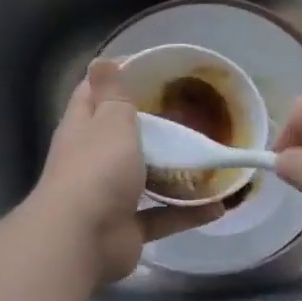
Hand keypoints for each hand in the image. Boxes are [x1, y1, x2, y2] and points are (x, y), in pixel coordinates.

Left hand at [33, 59, 223, 283]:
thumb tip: (101, 60)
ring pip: (145, 178)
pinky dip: (189, 213)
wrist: (82, 240)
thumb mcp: (110, 120)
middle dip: (154, 126)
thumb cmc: (97, 170)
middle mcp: (93, 160)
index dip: (117, 78)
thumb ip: (113, 93)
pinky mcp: (128, 228)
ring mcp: (110, 196)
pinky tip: (219, 205)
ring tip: (209, 158)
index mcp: (83, 128)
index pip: (93, 94)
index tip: (153, 69)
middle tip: (193, 113)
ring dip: (174, 172)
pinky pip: (163, 216)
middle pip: (122, 137)